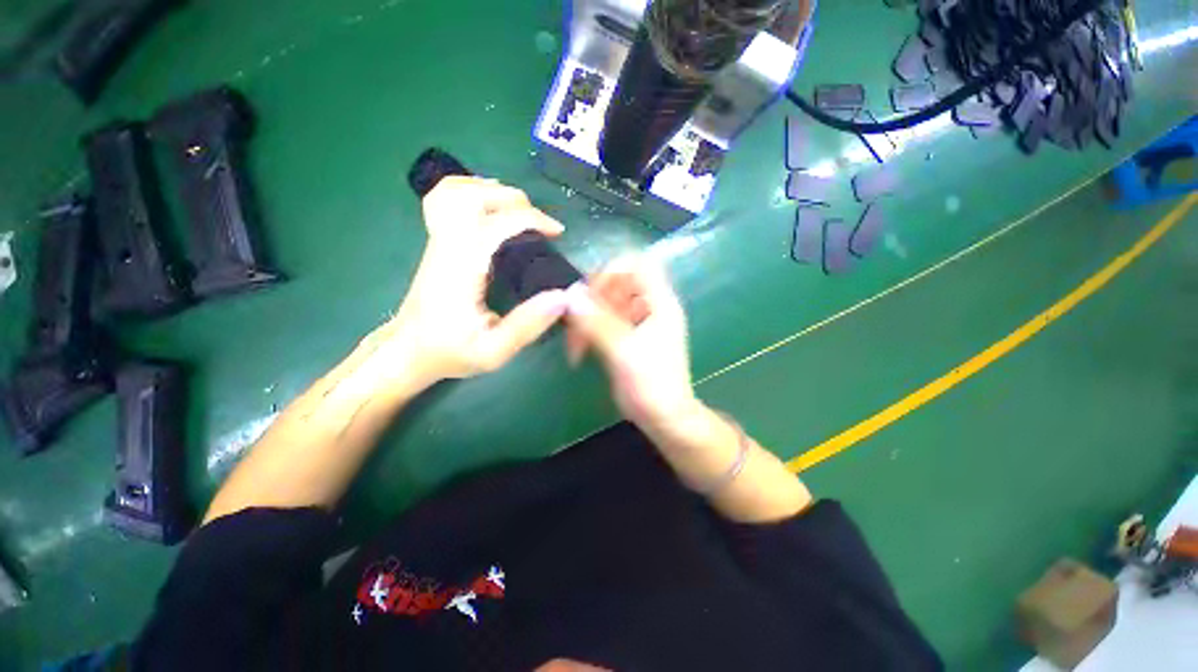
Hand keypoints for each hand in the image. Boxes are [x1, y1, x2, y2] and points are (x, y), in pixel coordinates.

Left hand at [387, 176, 569, 387]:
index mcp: (462, 268)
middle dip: (515, 199)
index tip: (557, 233)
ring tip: (519, 210)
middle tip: (540, 223)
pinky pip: (445, 199)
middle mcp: (447, 246)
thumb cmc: (451, 352)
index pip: (496, 223)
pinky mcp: (437, 242)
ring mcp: (437, 240)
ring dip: (493, 191)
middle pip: (474, 196)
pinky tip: (487, 206)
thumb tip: (563, 297)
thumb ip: (527, 326)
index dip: (532, 219)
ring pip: (456, 190)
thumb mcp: (494, 351)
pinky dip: (469, 191)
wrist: (408, 351)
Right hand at [564, 257, 699, 431]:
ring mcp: (637, 322)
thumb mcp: (624, 352)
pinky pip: (603, 321)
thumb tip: (570, 294)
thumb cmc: (652, 385)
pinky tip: (580, 348)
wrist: (664, 418)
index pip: (638, 264)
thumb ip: (597, 322)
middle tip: (576, 323)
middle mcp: (649, 307)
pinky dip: (589, 330)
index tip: (590, 293)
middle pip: (617, 284)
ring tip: (576, 343)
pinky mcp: (625, 337)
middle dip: (593, 300)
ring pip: (606, 304)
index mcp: (659, 303)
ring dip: (587, 318)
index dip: (612, 271)